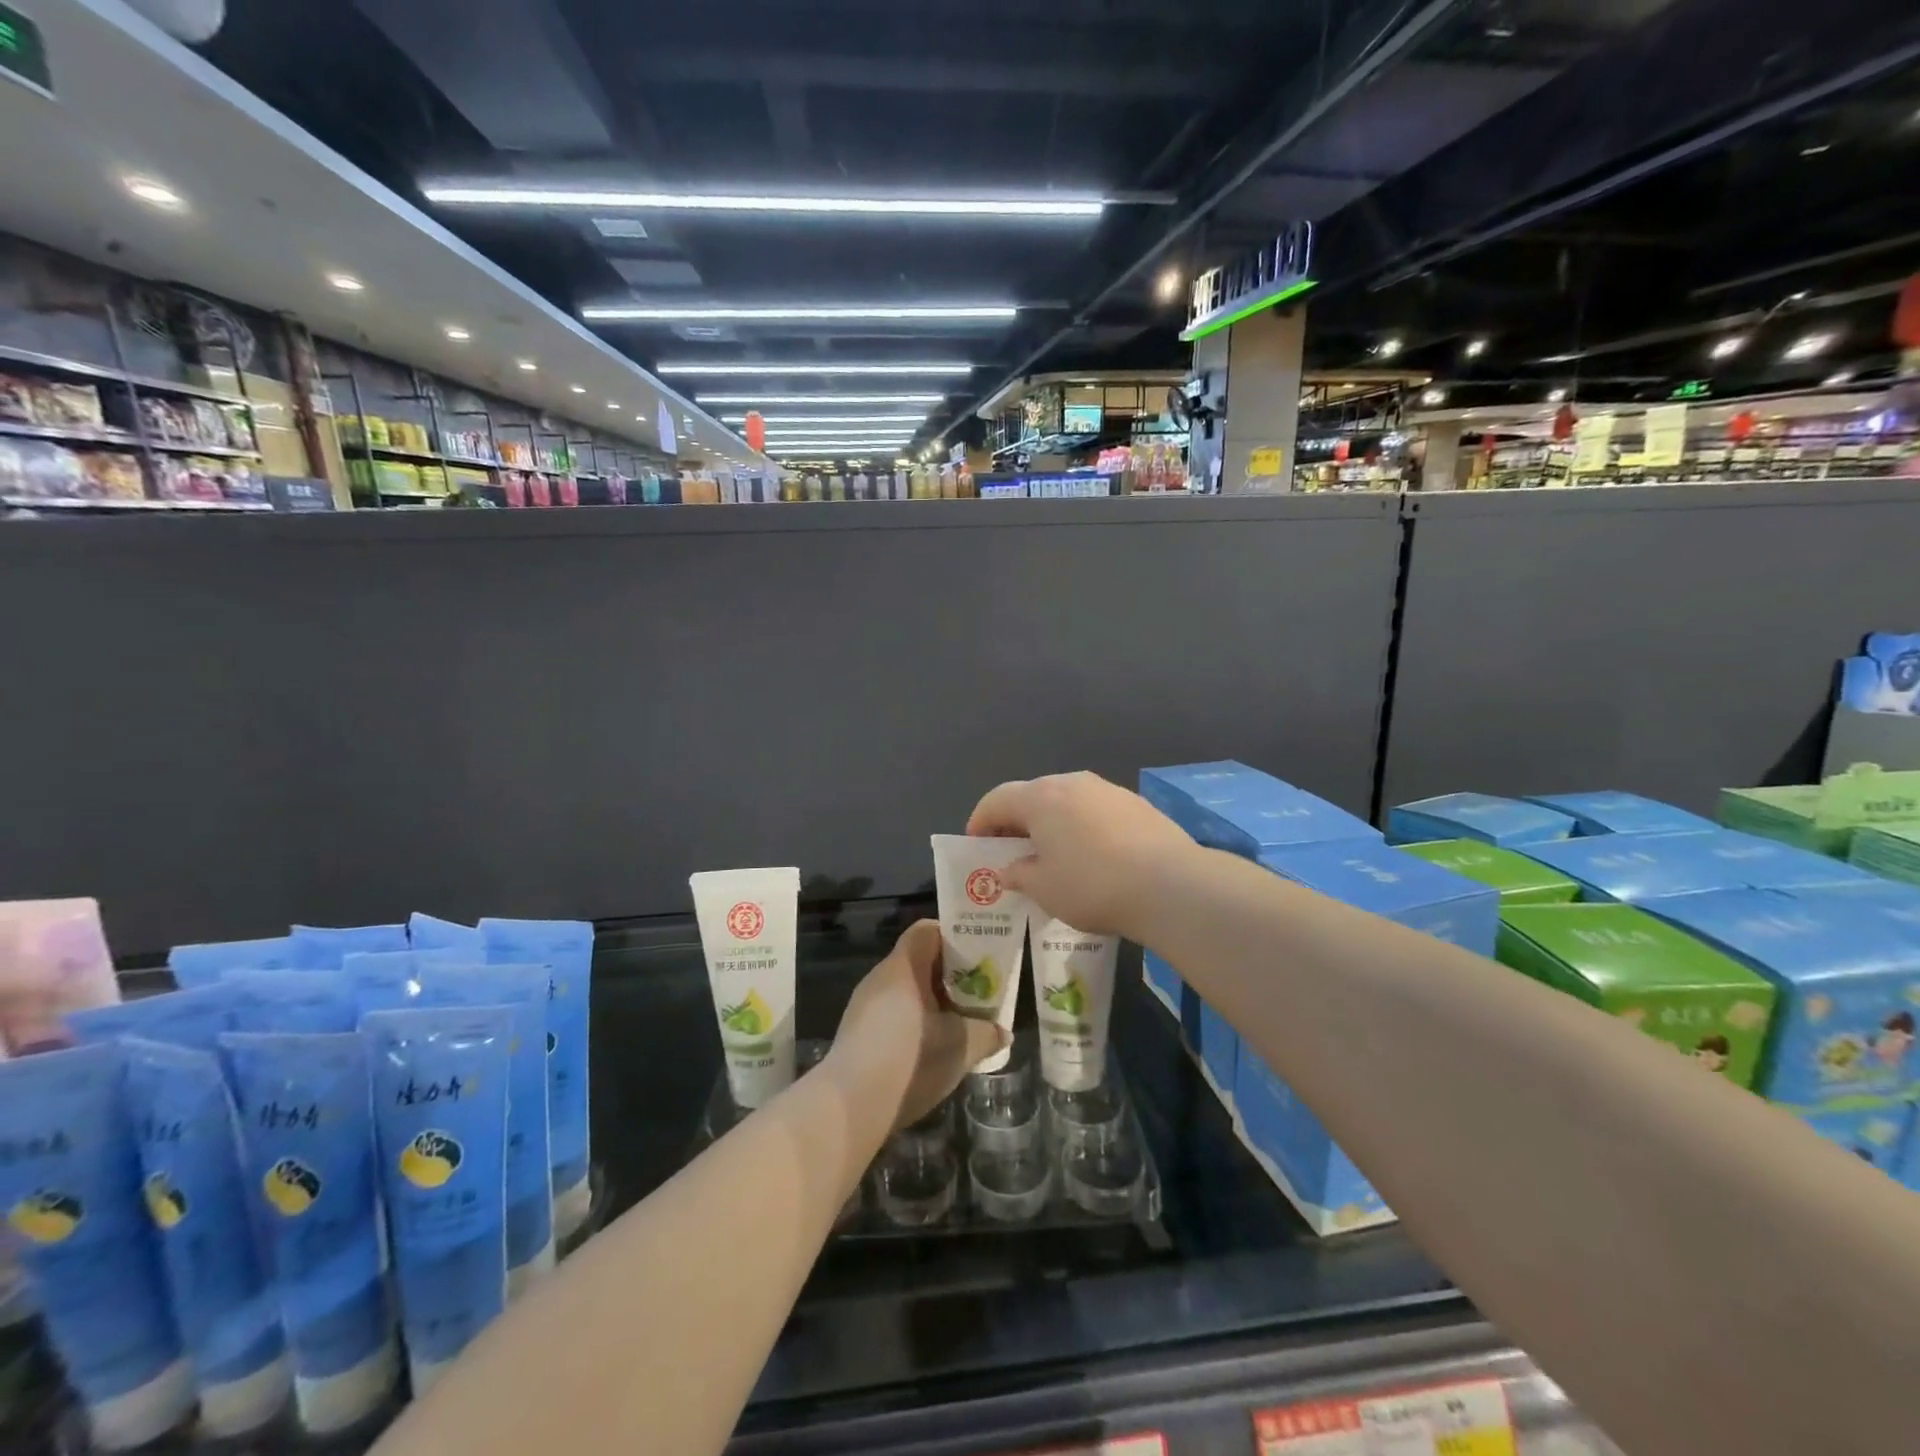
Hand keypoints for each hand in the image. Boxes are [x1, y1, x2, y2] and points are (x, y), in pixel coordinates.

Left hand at [827, 920, 1005, 1131]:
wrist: (849, 1108)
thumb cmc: (910, 1060)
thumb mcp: (960, 1046)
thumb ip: (986, 1033)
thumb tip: (1002, 1032)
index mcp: (903, 966)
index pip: (927, 931)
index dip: (954, 937)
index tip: (979, 956)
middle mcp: (880, 978)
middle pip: (919, 962)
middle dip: (950, 976)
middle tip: (978, 994)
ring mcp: (864, 1006)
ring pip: (906, 991)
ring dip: (933, 1003)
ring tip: (960, 1025)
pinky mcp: (857, 1034)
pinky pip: (893, 1015)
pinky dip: (915, 1024)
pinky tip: (931, 1051)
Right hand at [967, 771, 1196, 938]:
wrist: (1170, 885)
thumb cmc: (1092, 885)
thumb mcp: (1044, 888)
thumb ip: (1019, 874)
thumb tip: (1009, 869)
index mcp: (1040, 797)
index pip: (997, 799)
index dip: (981, 821)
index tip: (976, 844)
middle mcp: (1072, 783)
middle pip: (1032, 795)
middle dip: (1016, 821)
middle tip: (1011, 851)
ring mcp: (1108, 790)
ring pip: (1067, 801)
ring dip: (1051, 823)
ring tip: (1051, 854)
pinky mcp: (1137, 804)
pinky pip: (1094, 811)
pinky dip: (1081, 827)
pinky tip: (1090, 856)